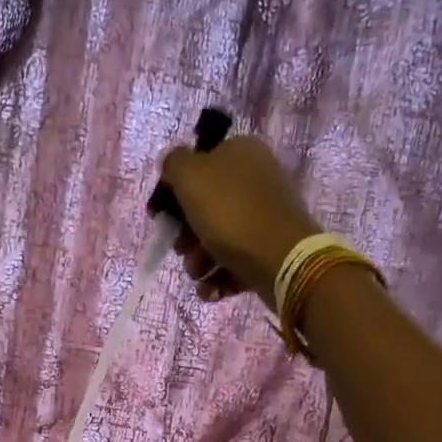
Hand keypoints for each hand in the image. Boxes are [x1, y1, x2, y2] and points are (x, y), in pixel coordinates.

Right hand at [159, 135, 319, 306]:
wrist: (279, 257)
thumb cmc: (229, 212)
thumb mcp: (190, 175)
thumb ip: (174, 163)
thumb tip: (172, 164)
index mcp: (240, 152)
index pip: (200, 166)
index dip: (176, 192)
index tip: (162, 216)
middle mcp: (257, 179)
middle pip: (207, 207)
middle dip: (187, 235)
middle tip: (180, 249)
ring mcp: (266, 216)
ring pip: (219, 237)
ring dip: (199, 261)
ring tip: (198, 275)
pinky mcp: (271, 248)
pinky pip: (236, 260)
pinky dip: (218, 277)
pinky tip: (209, 289)